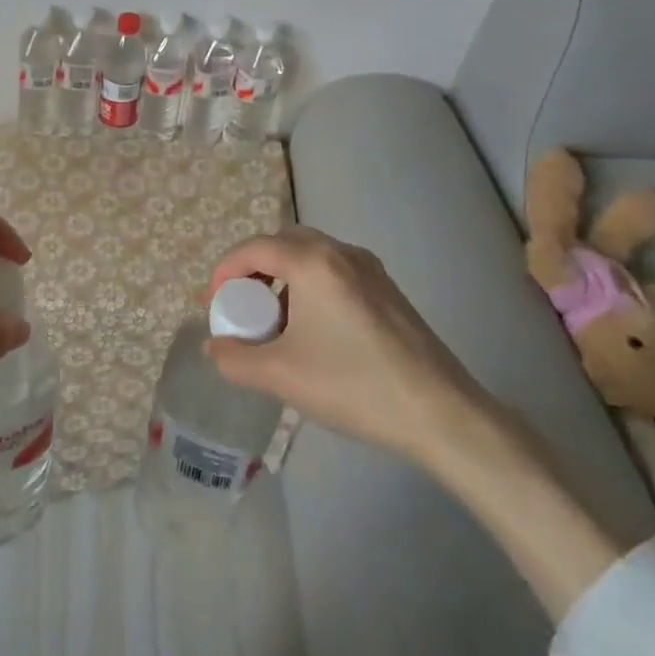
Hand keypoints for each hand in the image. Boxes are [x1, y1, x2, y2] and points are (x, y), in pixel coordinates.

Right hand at [204, 226, 496, 466]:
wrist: (441, 413)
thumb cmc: (353, 385)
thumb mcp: (281, 375)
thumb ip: (234, 359)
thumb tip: (214, 346)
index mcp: (312, 261)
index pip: (253, 248)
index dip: (224, 272)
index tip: (214, 306)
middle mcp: (341, 252)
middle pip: (282, 243)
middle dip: (253, 269)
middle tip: (241, 306)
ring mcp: (370, 269)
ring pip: (311, 256)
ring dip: (283, 277)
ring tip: (274, 321)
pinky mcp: (388, 290)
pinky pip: (334, 271)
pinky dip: (310, 285)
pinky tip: (313, 329)